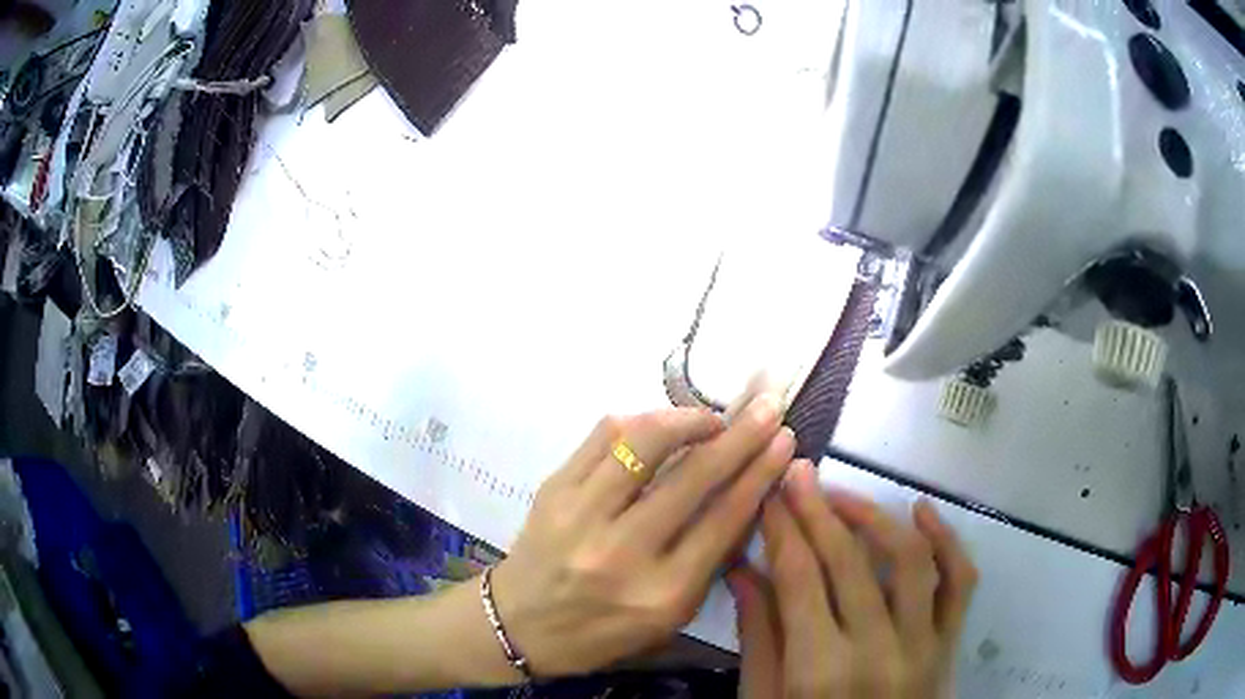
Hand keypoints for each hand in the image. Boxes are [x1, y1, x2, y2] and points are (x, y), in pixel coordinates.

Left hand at [490, 394, 795, 677]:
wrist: (520, 626)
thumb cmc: (602, 631)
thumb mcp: (669, 616)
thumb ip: (709, 560)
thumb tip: (742, 495)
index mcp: (661, 593)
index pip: (723, 520)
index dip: (760, 473)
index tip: (784, 441)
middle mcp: (623, 551)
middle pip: (693, 477)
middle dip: (740, 435)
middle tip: (766, 409)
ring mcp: (581, 515)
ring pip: (644, 443)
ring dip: (688, 419)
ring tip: (710, 418)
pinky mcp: (553, 490)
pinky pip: (602, 436)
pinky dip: (639, 421)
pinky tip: (659, 426)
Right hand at [729, 461, 977, 698]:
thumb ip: (759, 638)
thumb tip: (743, 569)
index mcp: (818, 670)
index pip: (799, 578)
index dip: (782, 529)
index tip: (770, 495)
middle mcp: (876, 650)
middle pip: (847, 560)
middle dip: (818, 508)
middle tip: (799, 474)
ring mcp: (922, 644)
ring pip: (907, 558)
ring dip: (874, 515)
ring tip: (844, 495)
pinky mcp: (950, 644)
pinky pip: (960, 581)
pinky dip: (947, 539)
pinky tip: (922, 510)